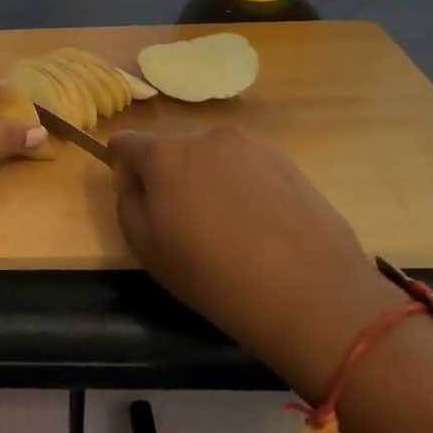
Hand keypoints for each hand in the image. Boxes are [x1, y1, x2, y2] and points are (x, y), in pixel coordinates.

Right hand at [110, 127, 404, 396]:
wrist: (310, 294)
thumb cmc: (212, 274)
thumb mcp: (146, 247)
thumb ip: (128, 203)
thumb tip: (137, 183)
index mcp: (166, 154)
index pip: (126, 142)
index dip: (121, 167)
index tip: (135, 197)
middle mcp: (208, 138)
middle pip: (173, 150)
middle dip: (170, 176)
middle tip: (185, 222)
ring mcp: (254, 147)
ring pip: (214, 159)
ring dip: (210, 181)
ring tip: (230, 229)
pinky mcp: (290, 164)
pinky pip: (249, 170)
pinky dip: (245, 190)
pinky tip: (260, 229)